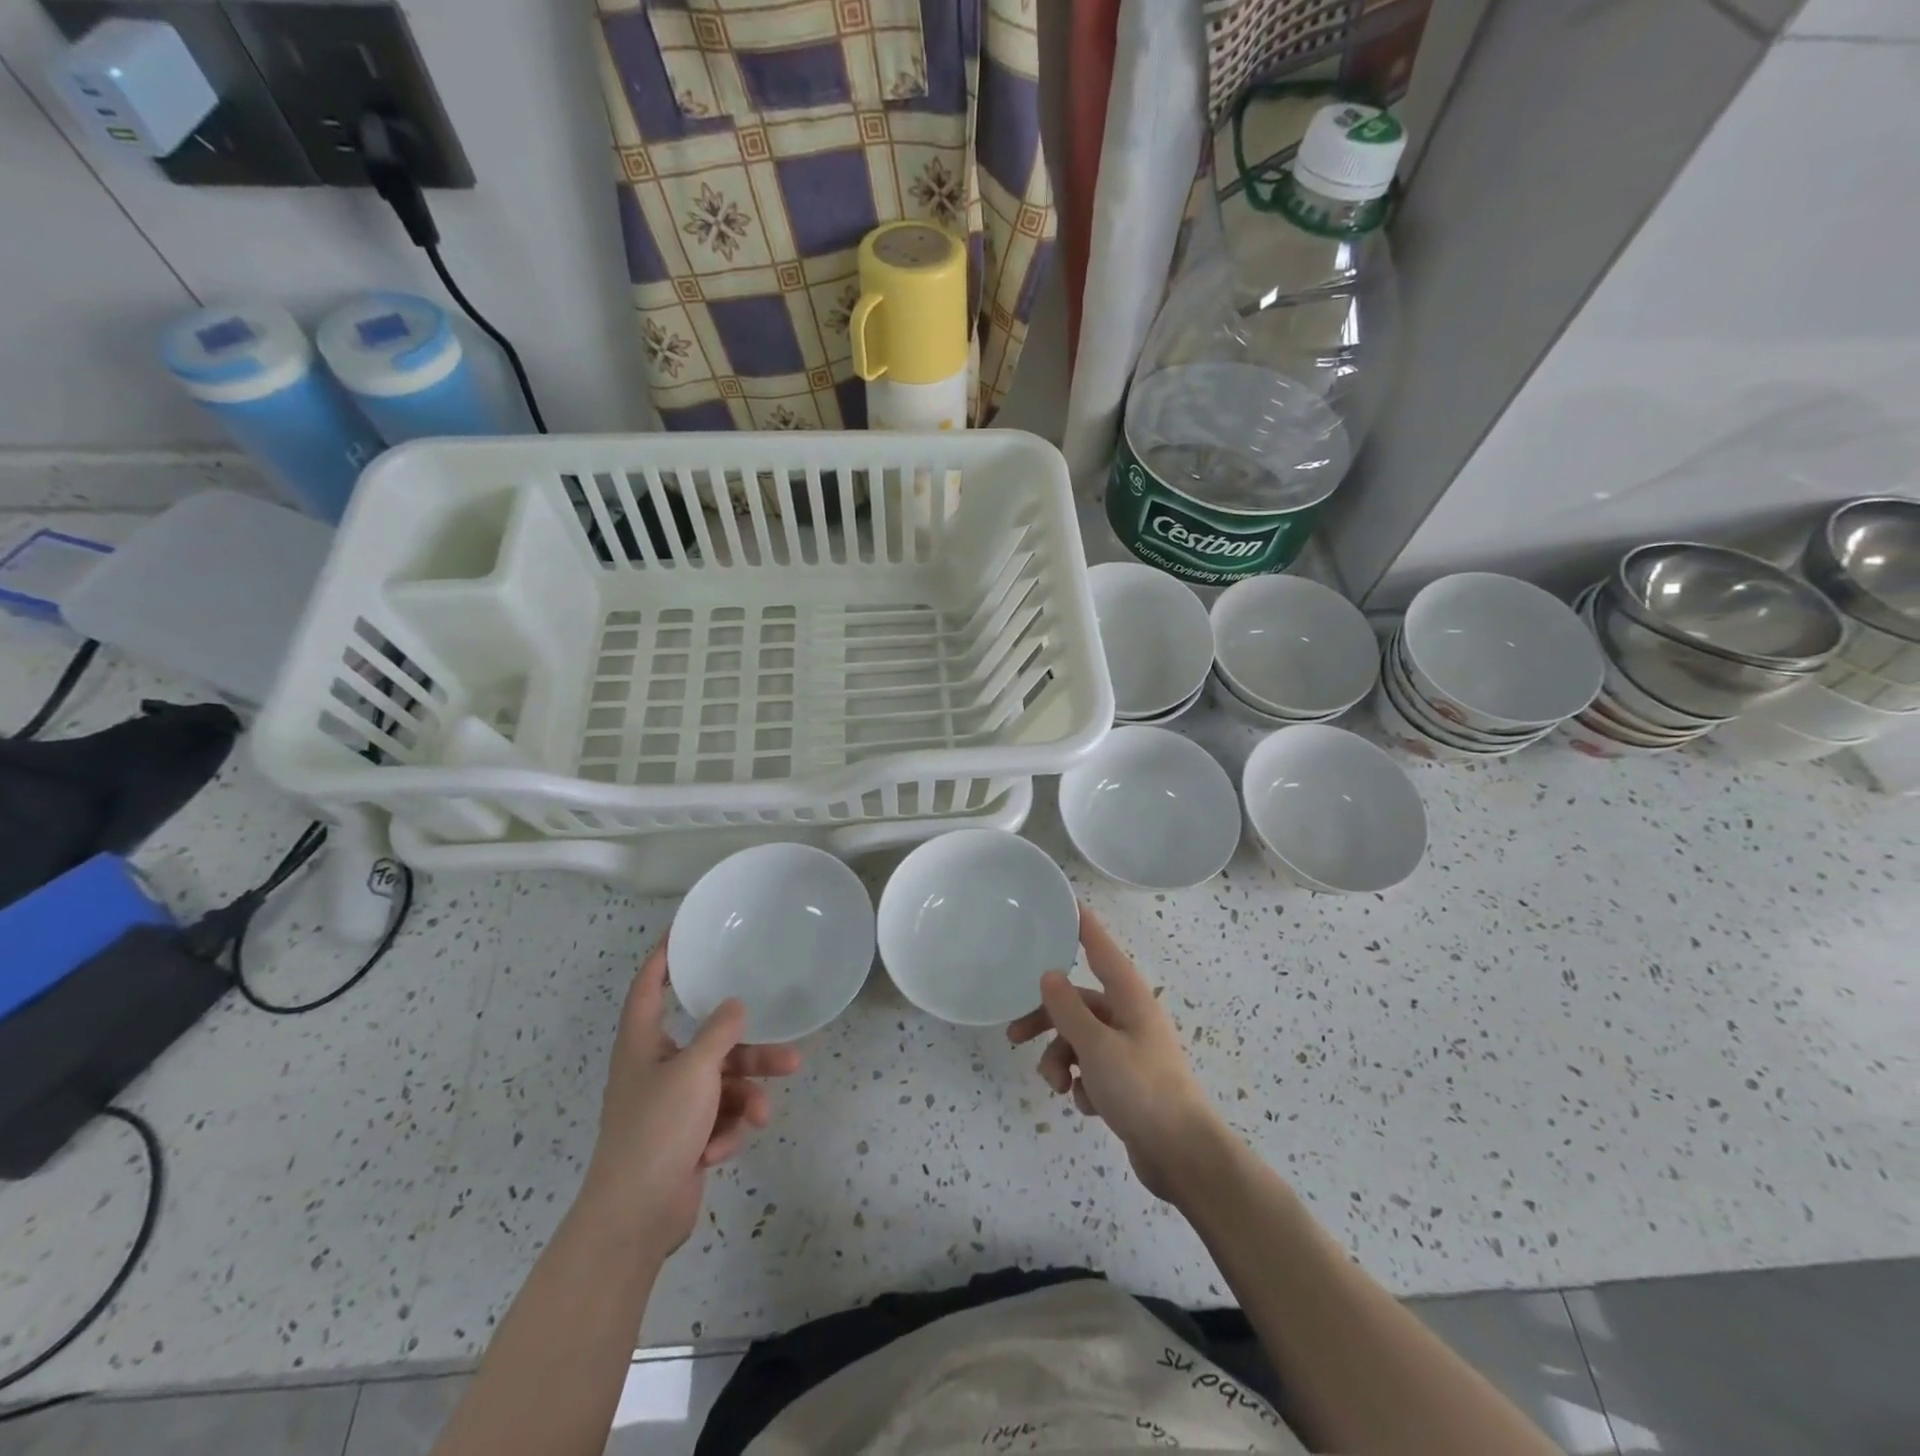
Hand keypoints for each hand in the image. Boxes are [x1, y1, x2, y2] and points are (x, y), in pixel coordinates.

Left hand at [582, 942, 800, 1257]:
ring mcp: (671, 1105)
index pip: (650, 987)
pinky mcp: (685, 1136)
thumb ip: (719, 1033)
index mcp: (643, 1043)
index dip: (664, 958)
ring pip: (723, 1084)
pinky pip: (718, 1117)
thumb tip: (736, 1005)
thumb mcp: (694, 1071)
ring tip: (765, 1114)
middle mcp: (656, 1068)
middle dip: (749, 1053)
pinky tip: (720, 1151)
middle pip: (710, 1044)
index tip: (684, 933)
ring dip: (746, 1098)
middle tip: (789, 1053)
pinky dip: (725, 1131)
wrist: (635, 1217)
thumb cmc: (656, 1129)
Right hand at [1008, 905, 1229, 1202]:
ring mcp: (1129, 1050)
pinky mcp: (1126, 1080)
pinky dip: (1082, 1083)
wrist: (1182, 1156)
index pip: (1101, 950)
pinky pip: (1090, 1068)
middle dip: (1047, 1020)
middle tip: (1013, 1036)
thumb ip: (1068, 1009)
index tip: (1067, 902)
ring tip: (1058, 1087)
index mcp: (1129, 999)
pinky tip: (1088, 1105)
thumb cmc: (1141, 1091)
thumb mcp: (1096, 1047)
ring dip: (1060, 1060)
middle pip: (1078, 1003)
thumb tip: (1049, 974)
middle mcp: (1129, 1017)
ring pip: (1079, 1039)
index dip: (1083, 926)